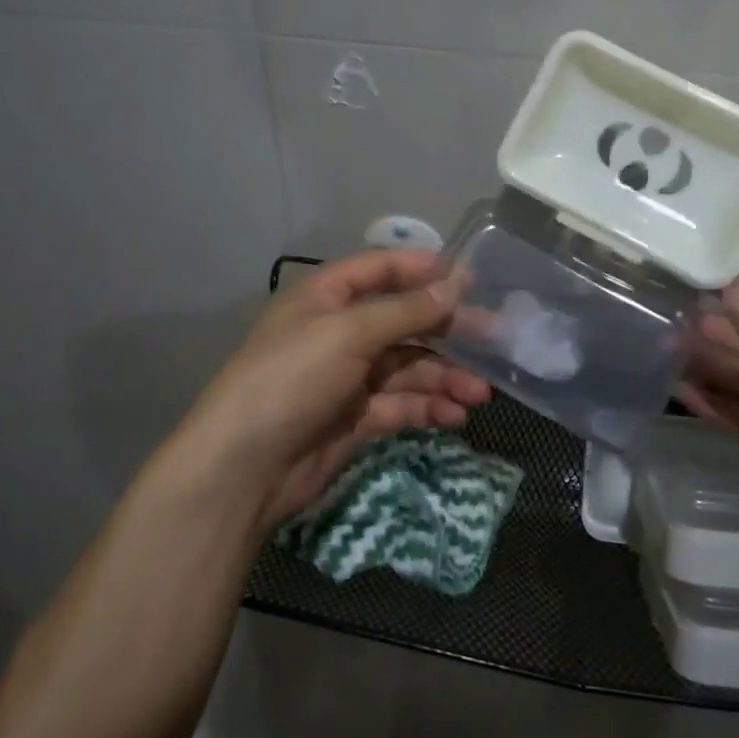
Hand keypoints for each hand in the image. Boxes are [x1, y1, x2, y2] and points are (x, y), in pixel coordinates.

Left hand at [173, 250, 491, 527]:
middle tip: (495, 338)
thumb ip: (404, 311)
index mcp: (326, 298)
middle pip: (403, 321)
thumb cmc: (291, 379)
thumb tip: (454, 287)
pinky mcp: (356, 418)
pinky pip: (401, 404)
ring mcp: (348, 377)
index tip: (470, 278)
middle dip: (447, 330)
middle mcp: (339, 332)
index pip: (380, 270)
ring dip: (445, 376)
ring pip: (408, 367)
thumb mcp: (347, 334)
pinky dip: (428, 407)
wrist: (243, 468)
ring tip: (481, 392)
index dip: (423, 269)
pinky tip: (455, 415)